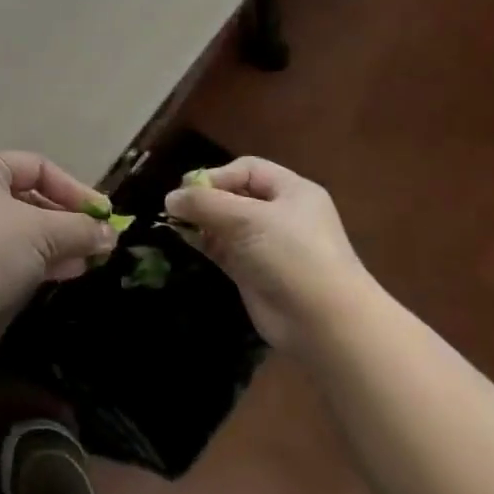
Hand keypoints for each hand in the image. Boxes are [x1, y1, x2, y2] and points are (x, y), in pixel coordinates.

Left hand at [0, 152, 116, 347]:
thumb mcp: (40, 231)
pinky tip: (67, 273)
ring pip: (22, 231)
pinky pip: (11, 257)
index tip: (104, 215)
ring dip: (58, 244)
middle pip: (30, 199)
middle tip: (100, 241)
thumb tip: (110, 234)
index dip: (74, 188)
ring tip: (91, 260)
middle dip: (67, 220)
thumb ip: (78, 229)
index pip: (38, 167)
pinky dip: (39, 262)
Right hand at [164, 156, 369, 349]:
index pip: (247, 170)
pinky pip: (224, 248)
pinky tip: (184, 238)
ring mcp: (268, 245)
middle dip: (205, 198)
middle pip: (235, 195)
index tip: (189, 189)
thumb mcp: (247, 219)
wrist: (324, 324)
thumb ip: (205, 204)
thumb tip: (170, 198)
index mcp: (292, 191)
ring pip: (226, 223)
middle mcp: (281, 214)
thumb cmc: (291, 255)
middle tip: (176, 206)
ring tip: (173, 221)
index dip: (217, 175)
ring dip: (201, 220)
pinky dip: (204, 242)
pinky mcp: (254, 272)